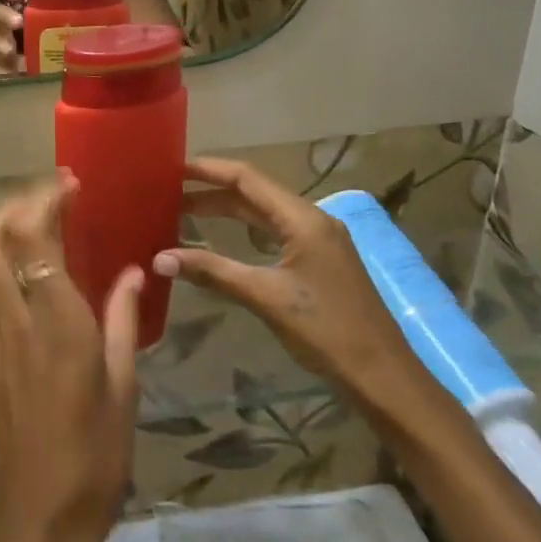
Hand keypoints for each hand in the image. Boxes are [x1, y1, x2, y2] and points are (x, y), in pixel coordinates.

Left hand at [0, 175, 139, 541]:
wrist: (33, 526)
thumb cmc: (95, 463)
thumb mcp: (124, 390)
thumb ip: (122, 321)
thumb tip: (131, 272)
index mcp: (57, 327)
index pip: (33, 239)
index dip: (46, 201)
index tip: (70, 184)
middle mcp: (14, 322)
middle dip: (14, 204)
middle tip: (51, 199)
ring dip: (2, 230)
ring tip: (40, 225)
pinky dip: (0, 263)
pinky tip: (31, 274)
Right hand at [154, 157, 420, 394]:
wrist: (381, 373)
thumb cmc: (325, 330)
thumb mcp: (264, 296)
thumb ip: (212, 271)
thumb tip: (159, 258)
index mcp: (303, 219)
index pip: (248, 178)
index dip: (209, 169)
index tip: (172, 168)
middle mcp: (312, 220)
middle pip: (254, 193)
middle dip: (211, 192)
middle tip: (168, 195)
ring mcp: (318, 240)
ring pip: (264, 215)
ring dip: (227, 212)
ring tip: (185, 214)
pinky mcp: (319, 260)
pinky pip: (274, 233)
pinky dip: (244, 232)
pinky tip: (222, 242)